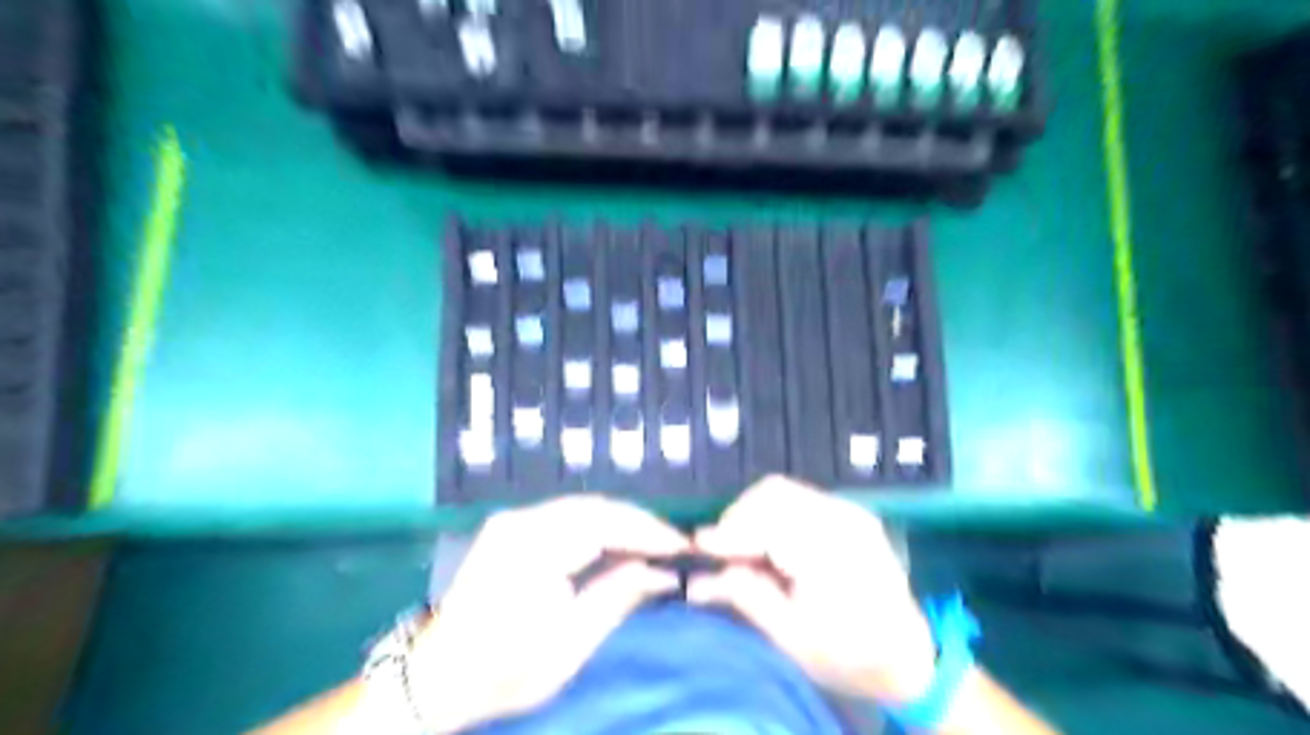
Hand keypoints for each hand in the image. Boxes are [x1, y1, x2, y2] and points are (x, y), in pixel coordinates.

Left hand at [410, 496, 687, 731]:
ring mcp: (514, 519)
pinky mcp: (512, 525)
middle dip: (639, 524)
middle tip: (673, 545)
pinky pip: (567, 515)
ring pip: (584, 507)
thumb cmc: (504, 670)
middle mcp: (521, 521)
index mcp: (531, 549)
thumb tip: (662, 572)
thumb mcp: (568, 646)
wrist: (439, 675)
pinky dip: (599, 525)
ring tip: (653, 543)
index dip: (647, 532)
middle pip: (596, 507)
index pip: (604, 523)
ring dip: (621, 522)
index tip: (682, 546)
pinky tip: (617, 542)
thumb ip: (616, 598)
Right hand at [690, 476, 935, 706]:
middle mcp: (842, 519)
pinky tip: (768, 543)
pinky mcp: (848, 513)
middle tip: (721, 552)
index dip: (728, 533)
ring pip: (782, 490)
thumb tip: (698, 581)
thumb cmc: (850, 656)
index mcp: (831, 551)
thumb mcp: (793, 638)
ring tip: (742, 548)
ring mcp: (848, 511)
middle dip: (738, 518)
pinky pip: (797, 498)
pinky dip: (772, 514)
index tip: (697, 549)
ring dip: (753, 513)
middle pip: (772, 493)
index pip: (767, 523)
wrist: (908, 657)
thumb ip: (746, 598)